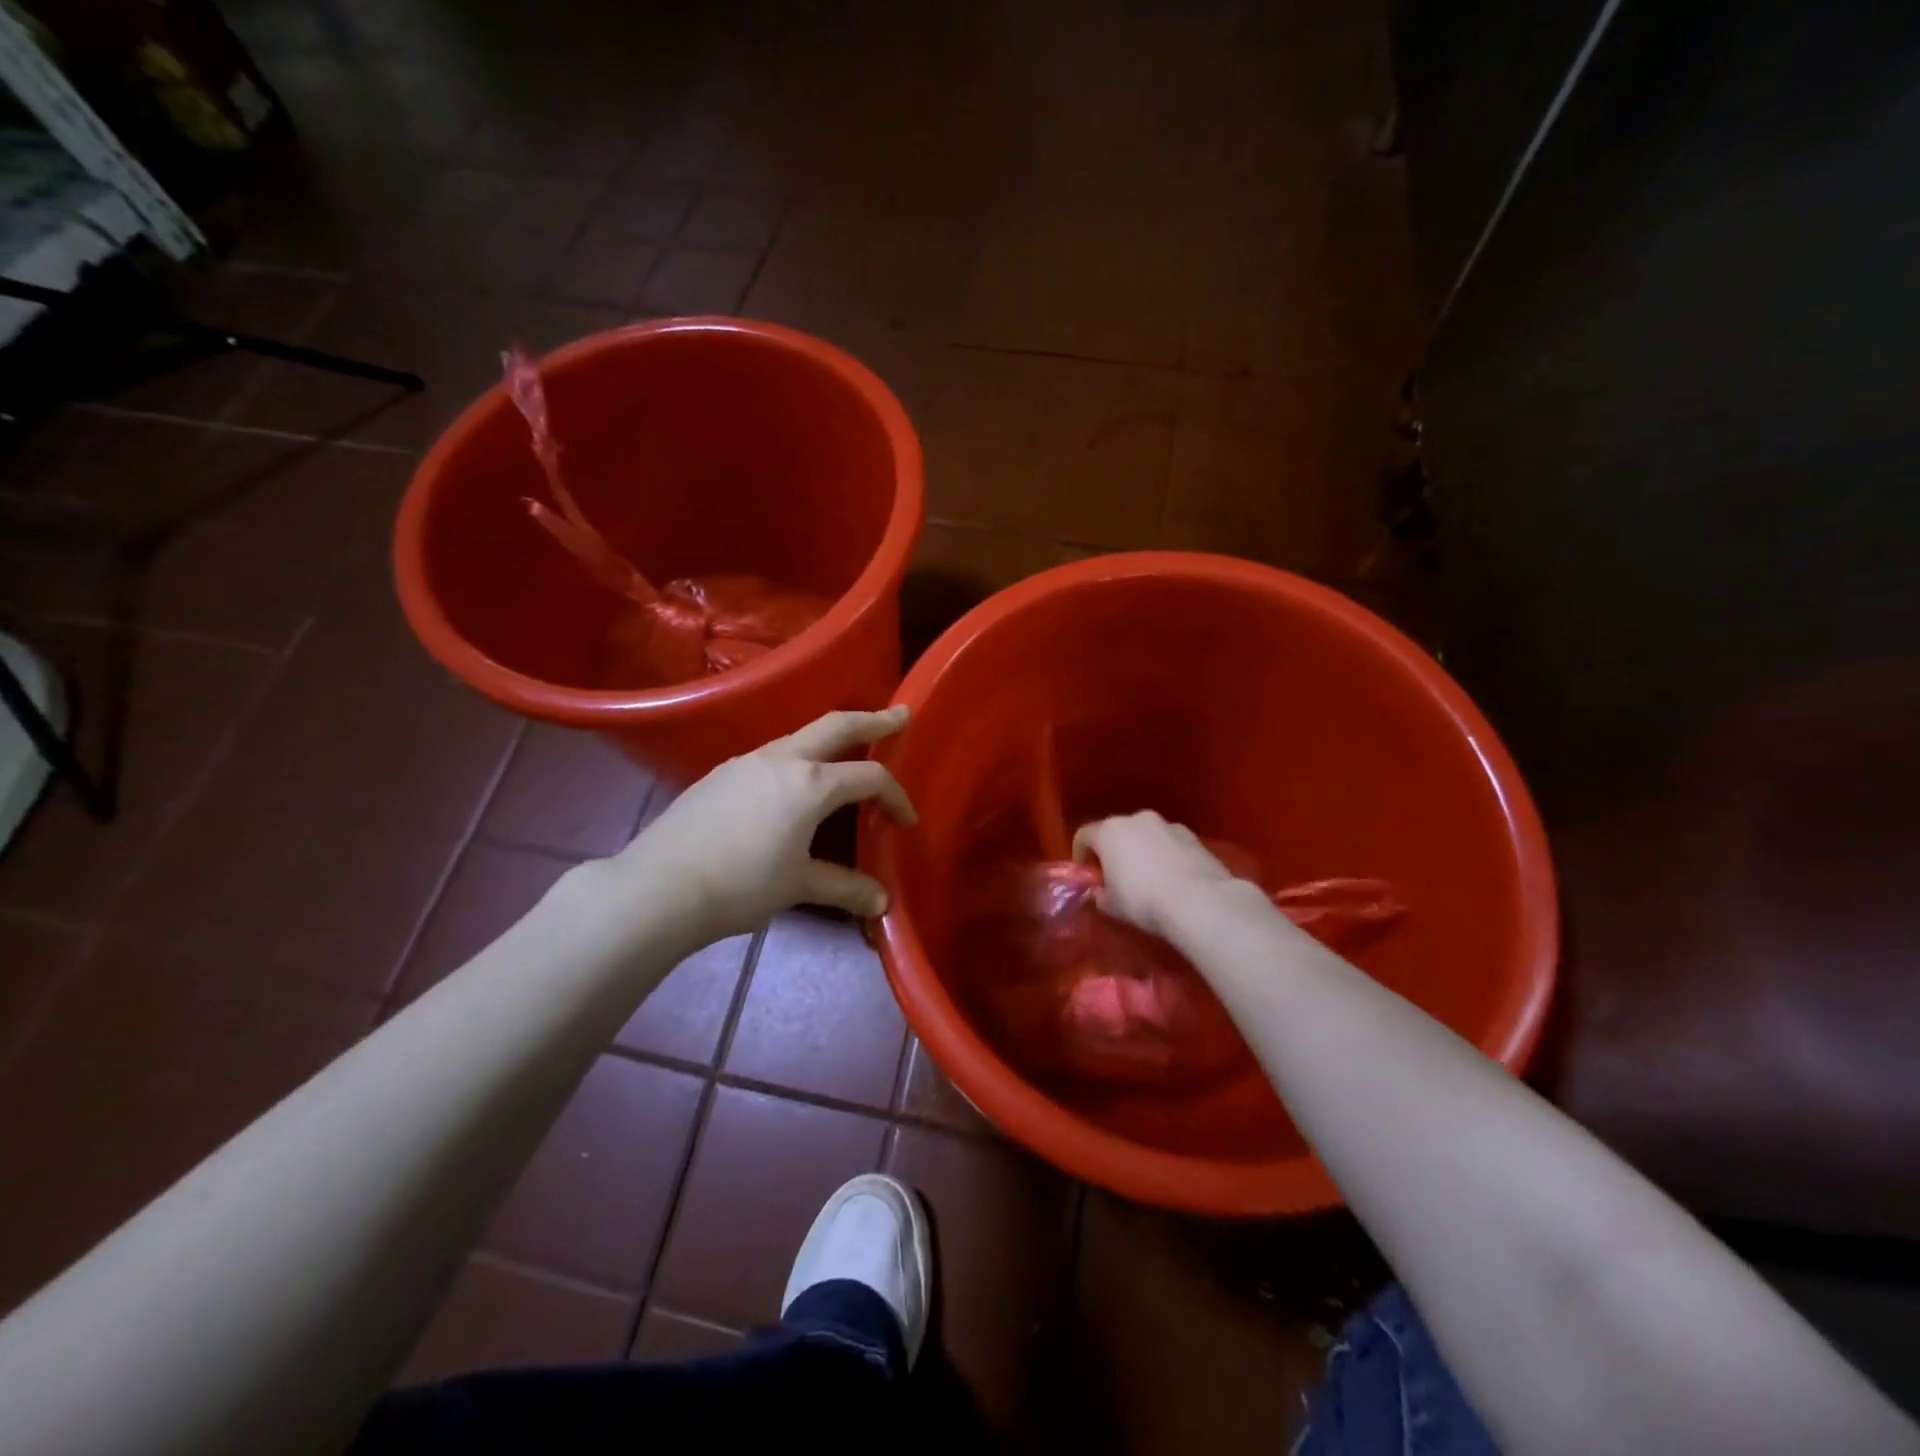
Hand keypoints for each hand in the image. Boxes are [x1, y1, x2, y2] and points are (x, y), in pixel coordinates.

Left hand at [618, 707, 916, 940]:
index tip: (907, 821)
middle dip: (873, 719)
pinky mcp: (721, 773)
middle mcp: (782, 759)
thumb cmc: (741, 886)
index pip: (870, 776)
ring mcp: (747, 761)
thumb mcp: (798, 886)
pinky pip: (772, 754)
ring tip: (846, 751)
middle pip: (838, 725)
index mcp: (811, 783)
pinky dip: (797, 757)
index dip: (896, 796)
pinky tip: (790, 785)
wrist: (659, 888)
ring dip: (831, 738)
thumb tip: (882, 904)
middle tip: (901, 715)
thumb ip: (845, 888)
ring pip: (800, 736)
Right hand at [1071, 811, 1240, 941]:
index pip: (1084, 835)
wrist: (1199, 901)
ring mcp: (1168, 825)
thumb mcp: (1112, 905)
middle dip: (1113, 850)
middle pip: (1116, 831)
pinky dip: (1165, 855)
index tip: (1085, 873)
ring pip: (1145, 835)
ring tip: (1148, 877)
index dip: (1080, 854)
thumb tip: (1101, 893)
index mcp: (1109, 831)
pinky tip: (1172, 878)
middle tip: (1115, 876)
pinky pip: (1169, 843)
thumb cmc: (1143, 900)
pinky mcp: (1193, 836)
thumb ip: (1101, 895)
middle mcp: (1137, 819)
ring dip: (1141, 850)